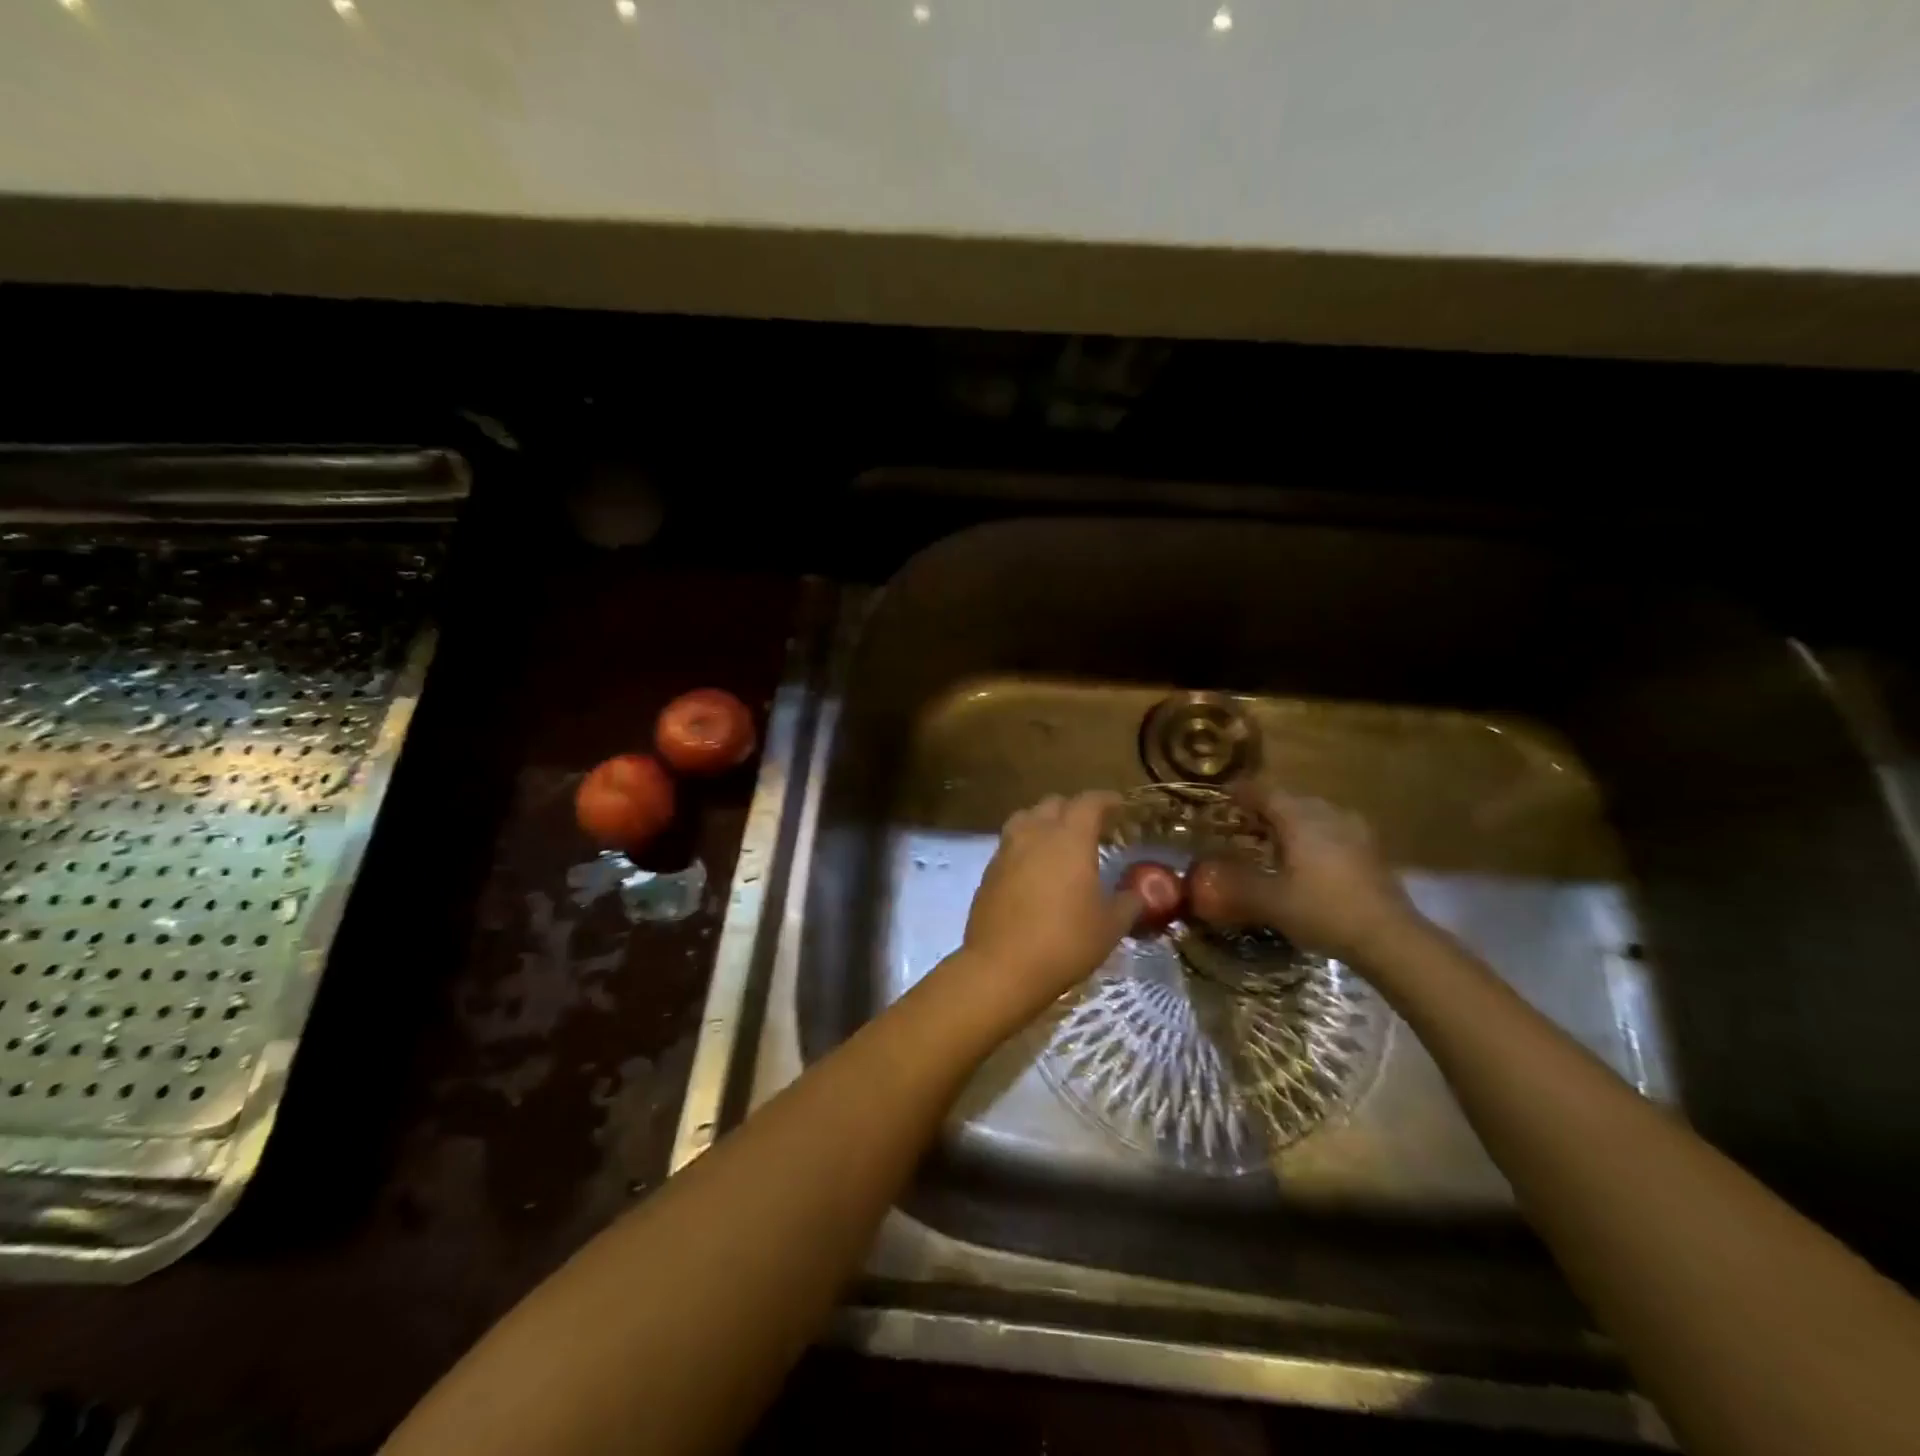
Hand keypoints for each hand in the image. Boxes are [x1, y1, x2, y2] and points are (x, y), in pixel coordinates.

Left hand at [958, 792, 1141, 1019]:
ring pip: (1026, 818)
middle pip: (1054, 803)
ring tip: (1059, 842)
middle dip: (1075, 809)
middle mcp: (1035, 833)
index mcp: (1069, 838)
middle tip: (1092, 828)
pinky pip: (1010, 843)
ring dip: (1045, 821)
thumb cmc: (1064, 941)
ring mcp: (1007, 849)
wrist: (1002, 966)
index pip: (1089, 802)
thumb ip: (1128, 903)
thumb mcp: (1110, 926)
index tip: (1119, 805)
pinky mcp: (989, 870)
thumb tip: (1138, 893)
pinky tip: (1035, 869)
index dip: (1106, 799)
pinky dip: (1026, 845)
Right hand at [1188, 786, 1422, 965]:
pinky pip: (1331, 831)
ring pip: (1313, 815)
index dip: (1241, 792)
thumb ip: (1235, 885)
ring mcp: (1354, 831)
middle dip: (1265, 808)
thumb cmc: (1324, 911)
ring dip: (1290, 822)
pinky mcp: (1369, 851)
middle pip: (1290, 800)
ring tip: (1272, 842)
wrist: (1390, 938)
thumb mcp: (1270, 901)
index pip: (1264, 791)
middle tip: (1242, 824)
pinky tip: (1306, 860)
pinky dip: (1312, 837)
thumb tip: (1203, 875)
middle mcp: (1327, 815)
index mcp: (1300, 819)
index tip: (1222, 797)